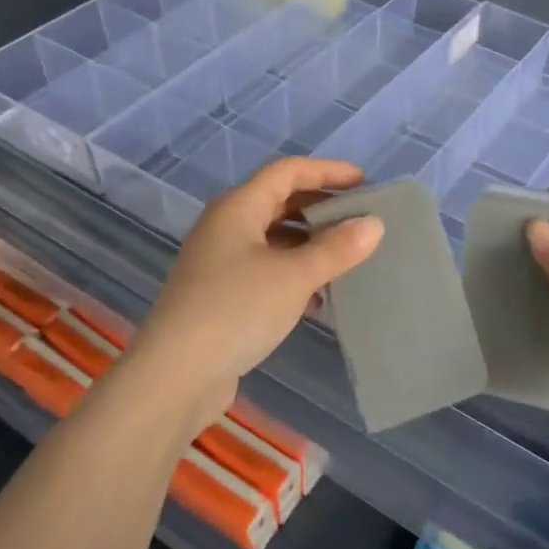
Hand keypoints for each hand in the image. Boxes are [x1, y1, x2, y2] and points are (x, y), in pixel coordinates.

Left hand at [132, 157, 383, 427]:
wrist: (174, 377)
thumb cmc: (235, 310)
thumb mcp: (294, 276)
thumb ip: (336, 248)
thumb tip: (374, 224)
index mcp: (238, 207)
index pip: (287, 172)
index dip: (327, 171)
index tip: (364, 183)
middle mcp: (226, 227)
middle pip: (280, 202)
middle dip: (320, 208)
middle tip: (361, 219)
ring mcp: (221, 262)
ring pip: (274, 239)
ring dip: (310, 244)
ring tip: (348, 258)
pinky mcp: (222, 295)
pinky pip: (267, 270)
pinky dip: (295, 274)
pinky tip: (319, 298)